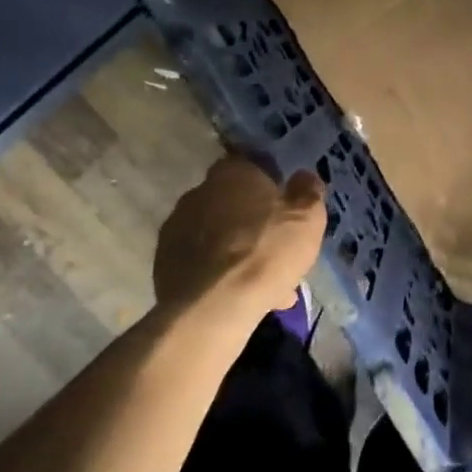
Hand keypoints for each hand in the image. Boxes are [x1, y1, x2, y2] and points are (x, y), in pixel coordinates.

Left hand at [153, 156, 325, 324]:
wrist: (211, 307)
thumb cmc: (266, 250)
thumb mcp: (307, 218)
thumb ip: (308, 192)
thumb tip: (303, 177)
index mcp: (233, 172)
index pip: (252, 164)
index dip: (271, 182)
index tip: (285, 203)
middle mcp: (199, 191)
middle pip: (234, 201)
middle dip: (254, 221)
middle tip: (277, 246)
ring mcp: (177, 227)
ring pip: (218, 235)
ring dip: (239, 250)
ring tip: (265, 283)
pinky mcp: (164, 263)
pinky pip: (202, 261)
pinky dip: (220, 273)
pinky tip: (241, 296)